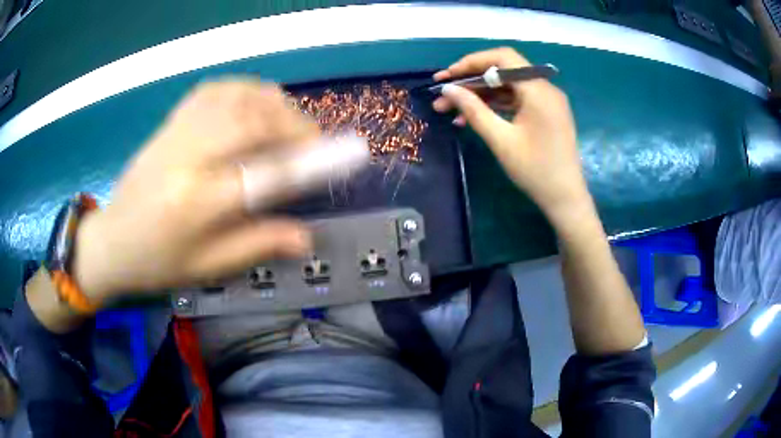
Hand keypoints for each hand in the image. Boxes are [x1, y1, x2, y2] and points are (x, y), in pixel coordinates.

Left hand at [73, 80, 319, 301]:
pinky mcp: (169, 123)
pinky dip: (243, 89)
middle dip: (294, 126)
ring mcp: (175, 134)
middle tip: (314, 142)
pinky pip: (213, 90)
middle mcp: (187, 158)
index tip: (345, 155)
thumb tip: (305, 237)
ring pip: (235, 97)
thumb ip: (256, 246)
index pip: (264, 174)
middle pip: (251, 121)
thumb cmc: (156, 263)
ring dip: (272, 104)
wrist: (110, 242)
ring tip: (288, 122)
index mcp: (196, 204)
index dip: (310, 161)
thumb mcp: (206, 268)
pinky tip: (254, 103)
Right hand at [432, 48, 591, 226]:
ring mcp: (547, 101)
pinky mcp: (545, 112)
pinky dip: (495, 104)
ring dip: (480, 94)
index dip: (471, 62)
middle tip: (444, 93)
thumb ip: (473, 110)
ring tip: (450, 109)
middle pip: (503, 70)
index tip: (446, 76)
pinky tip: (473, 117)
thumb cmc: (536, 171)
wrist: (565, 198)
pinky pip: (516, 100)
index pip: (502, 58)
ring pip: (507, 86)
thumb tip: (447, 89)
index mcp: (538, 90)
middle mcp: (545, 88)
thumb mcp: (501, 140)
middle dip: (471, 80)